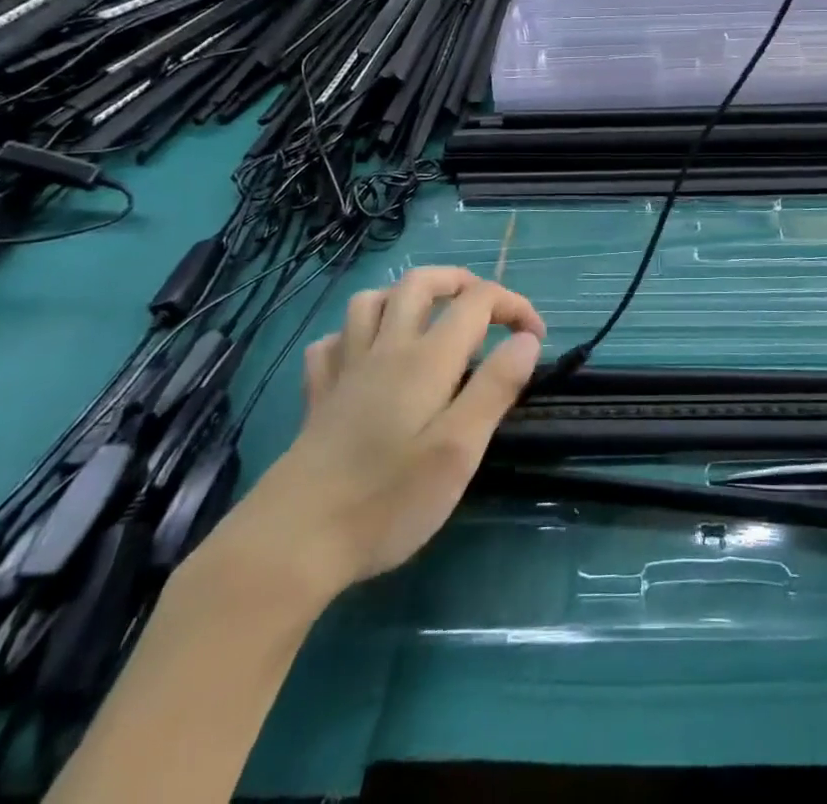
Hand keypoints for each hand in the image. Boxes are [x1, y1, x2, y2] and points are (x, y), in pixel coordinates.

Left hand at [202, 267, 543, 609]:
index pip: (478, 300)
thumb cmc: (387, 500)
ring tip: (429, 321)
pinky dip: (355, 336)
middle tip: (487, 310)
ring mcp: (344, 370)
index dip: (514, 306)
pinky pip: (332, 343)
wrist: (291, 544)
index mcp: (426, 358)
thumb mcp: (458, 451)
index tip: (535, 339)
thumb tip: (526, 341)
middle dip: (461, 282)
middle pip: (420, 282)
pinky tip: (367, 359)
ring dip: (405, 297)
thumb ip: (496, 388)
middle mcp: (385, 349)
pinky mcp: (317, 397)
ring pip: (370, 302)